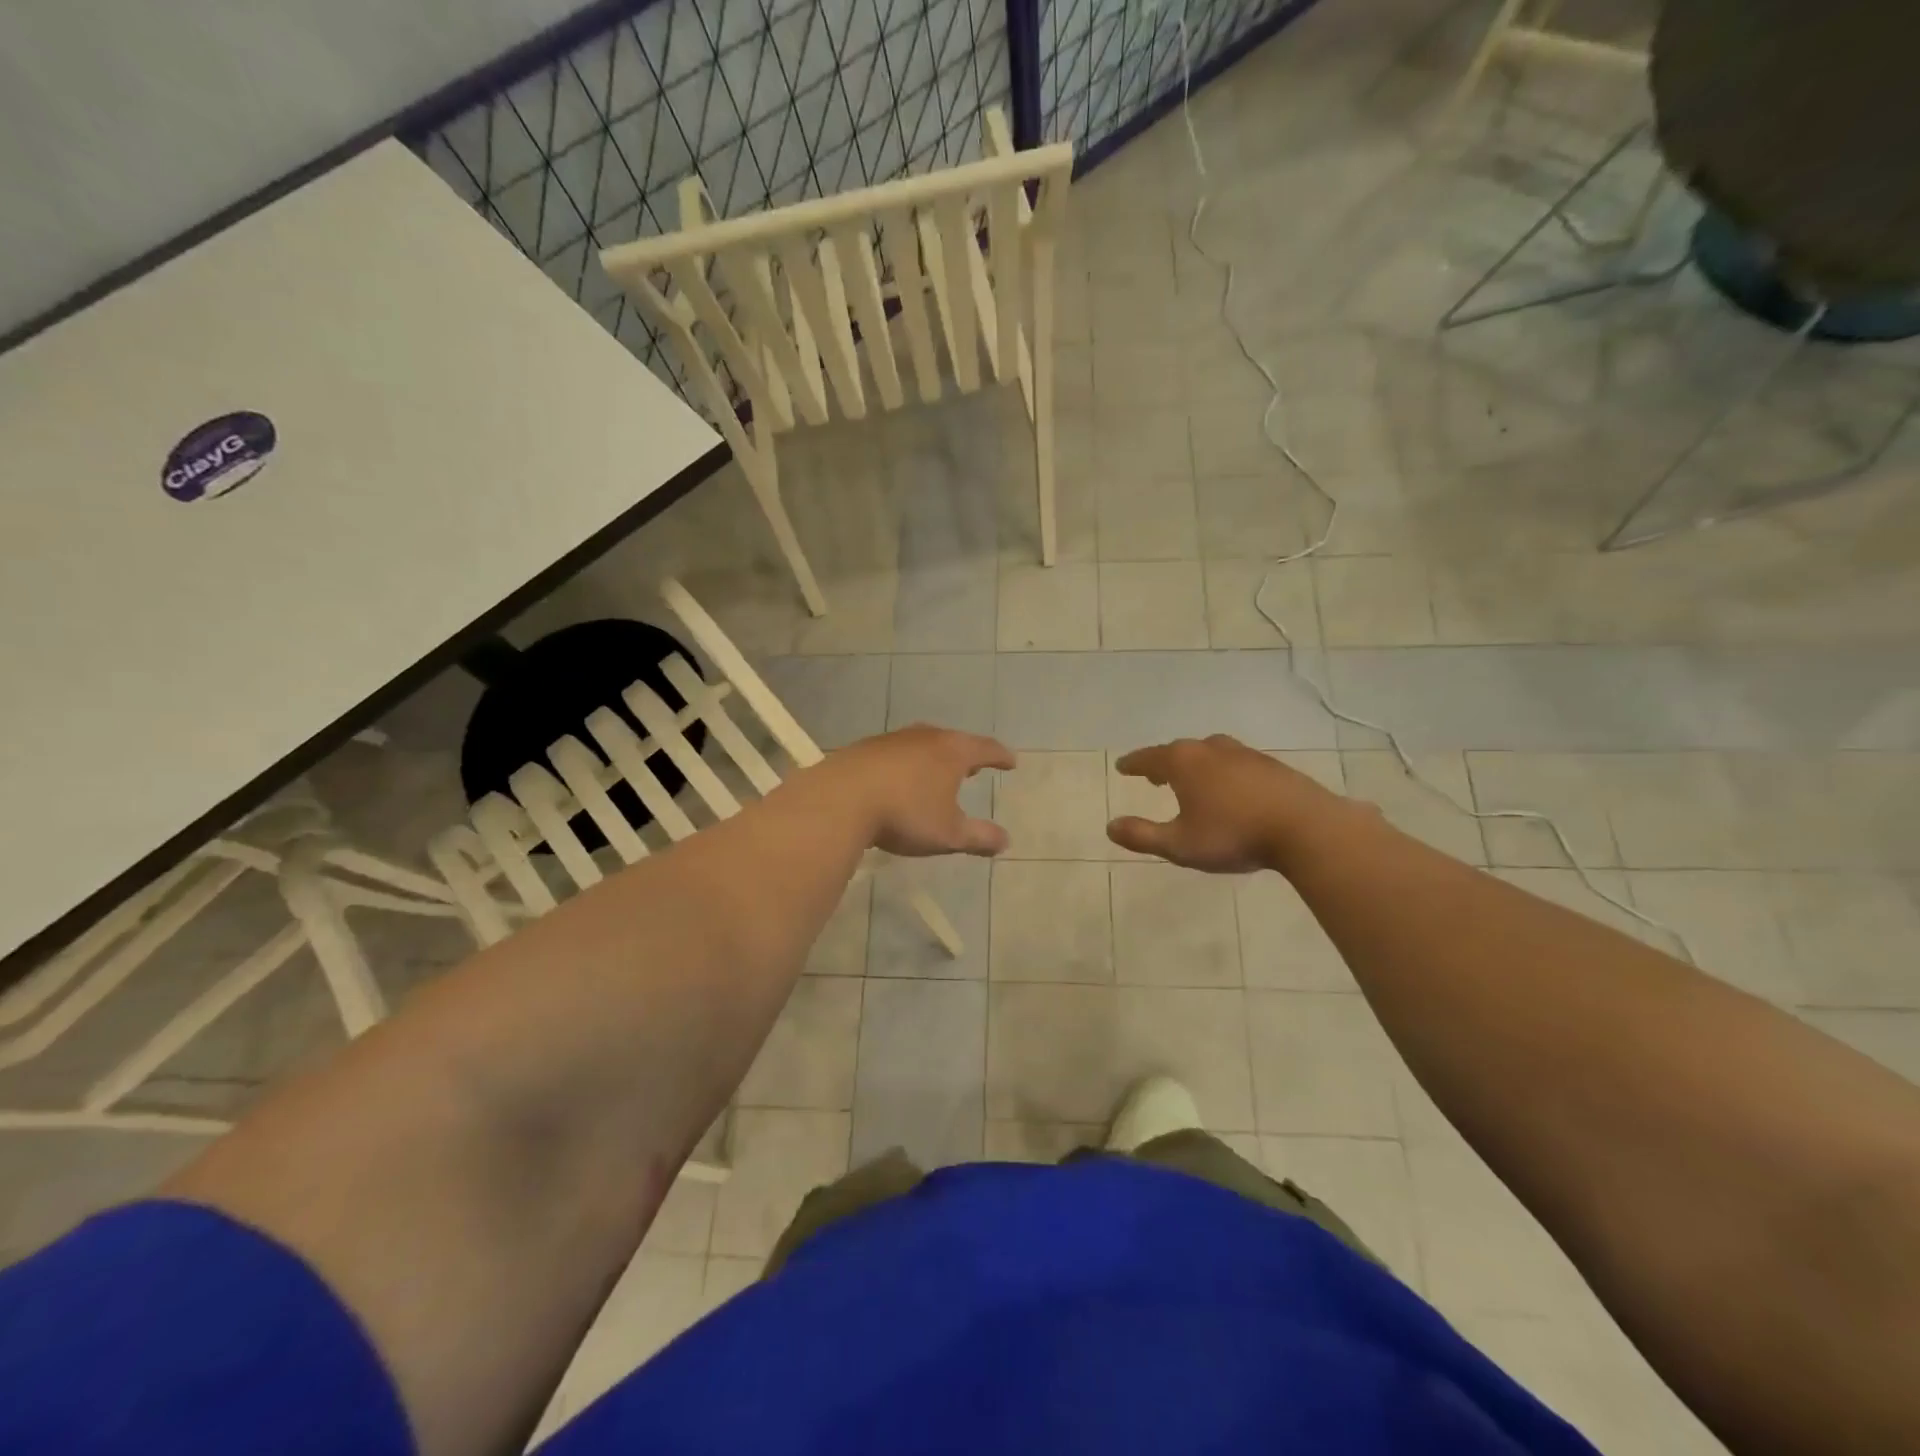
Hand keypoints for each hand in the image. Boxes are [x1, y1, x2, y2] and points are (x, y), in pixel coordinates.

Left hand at [824, 725, 1015, 856]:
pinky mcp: (865, 748)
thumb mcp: (949, 834)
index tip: (1011, 762)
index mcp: (952, 752)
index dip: (1001, 756)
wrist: (841, 799)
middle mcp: (925, 737)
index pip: (986, 748)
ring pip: (923, 744)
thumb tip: (1006, 841)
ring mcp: (893, 740)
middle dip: (967, 754)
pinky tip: (900, 779)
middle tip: (976, 766)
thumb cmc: (906, 814)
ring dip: (935, 757)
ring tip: (938, 772)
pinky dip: (908, 763)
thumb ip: (979, 837)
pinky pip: (897, 753)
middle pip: (954, 741)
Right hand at [1107, 735, 1345, 872]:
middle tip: (1153, 777)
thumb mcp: (1179, 845)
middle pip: (1178, 751)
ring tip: (1190, 781)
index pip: (1148, 758)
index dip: (1133, 764)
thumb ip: (1142, 836)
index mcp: (1183, 762)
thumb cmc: (1234, 835)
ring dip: (1193, 765)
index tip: (1122, 767)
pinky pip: (1234, 762)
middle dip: (1162, 763)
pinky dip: (1221, 771)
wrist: (1306, 828)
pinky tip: (1229, 789)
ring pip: (1208, 753)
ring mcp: (1244, 754)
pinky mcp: (1270, 765)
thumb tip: (1110, 826)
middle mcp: (1210, 749)